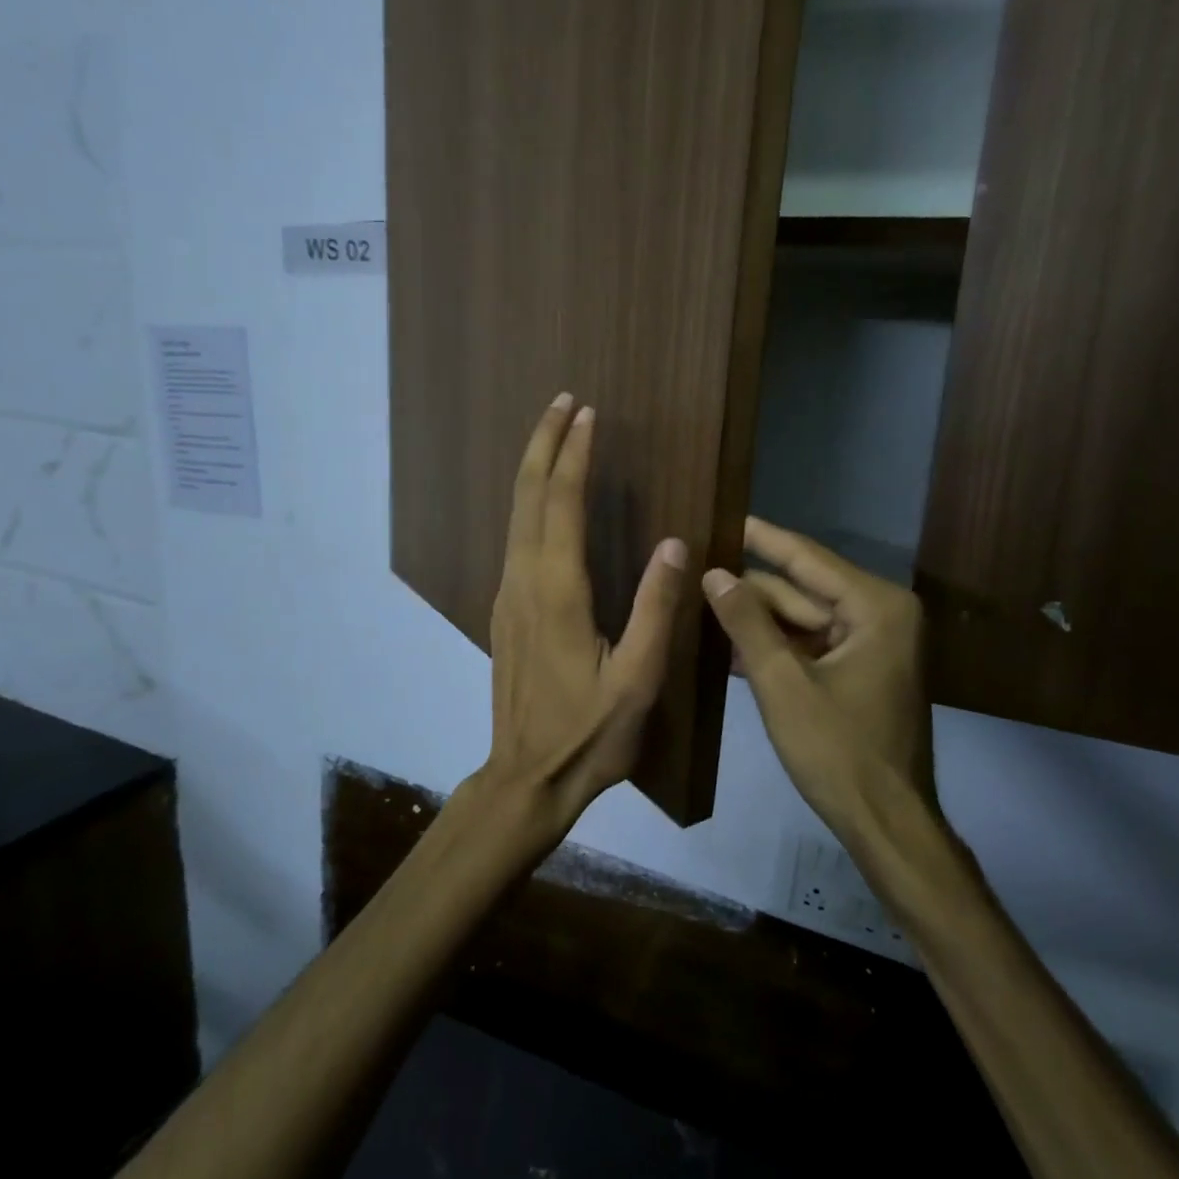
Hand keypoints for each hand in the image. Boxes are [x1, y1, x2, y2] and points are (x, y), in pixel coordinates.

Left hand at [476, 394, 689, 845]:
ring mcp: (507, 596)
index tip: (588, 415)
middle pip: (527, 497)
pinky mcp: (505, 611)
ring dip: (533, 469)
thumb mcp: (638, 678)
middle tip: (563, 402)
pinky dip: (529, 503)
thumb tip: (674, 544)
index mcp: (557, 592)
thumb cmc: (589, 734)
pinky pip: (515, 539)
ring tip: (553, 435)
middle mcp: (524, 582)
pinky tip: (543, 500)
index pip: (562, 505)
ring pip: (515, 516)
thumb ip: (655, 608)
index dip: (575, 456)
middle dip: (544, 445)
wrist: (527, 776)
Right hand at [702, 518, 935, 835]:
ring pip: (803, 619)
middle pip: (802, 590)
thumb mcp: (783, 684)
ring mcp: (873, 644)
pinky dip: (775, 647)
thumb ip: (747, 623)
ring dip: (757, 619)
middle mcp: (881, 614)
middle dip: (751, 587)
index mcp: (876, 607)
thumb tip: (713, 573)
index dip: (761, 538)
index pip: (806, 559)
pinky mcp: (861, 670)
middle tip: (697, 567)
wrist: (886, 823)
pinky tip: (727, 643)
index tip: (724, 514)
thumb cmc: (838, 751)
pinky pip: (811, 645)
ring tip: (700, 601)